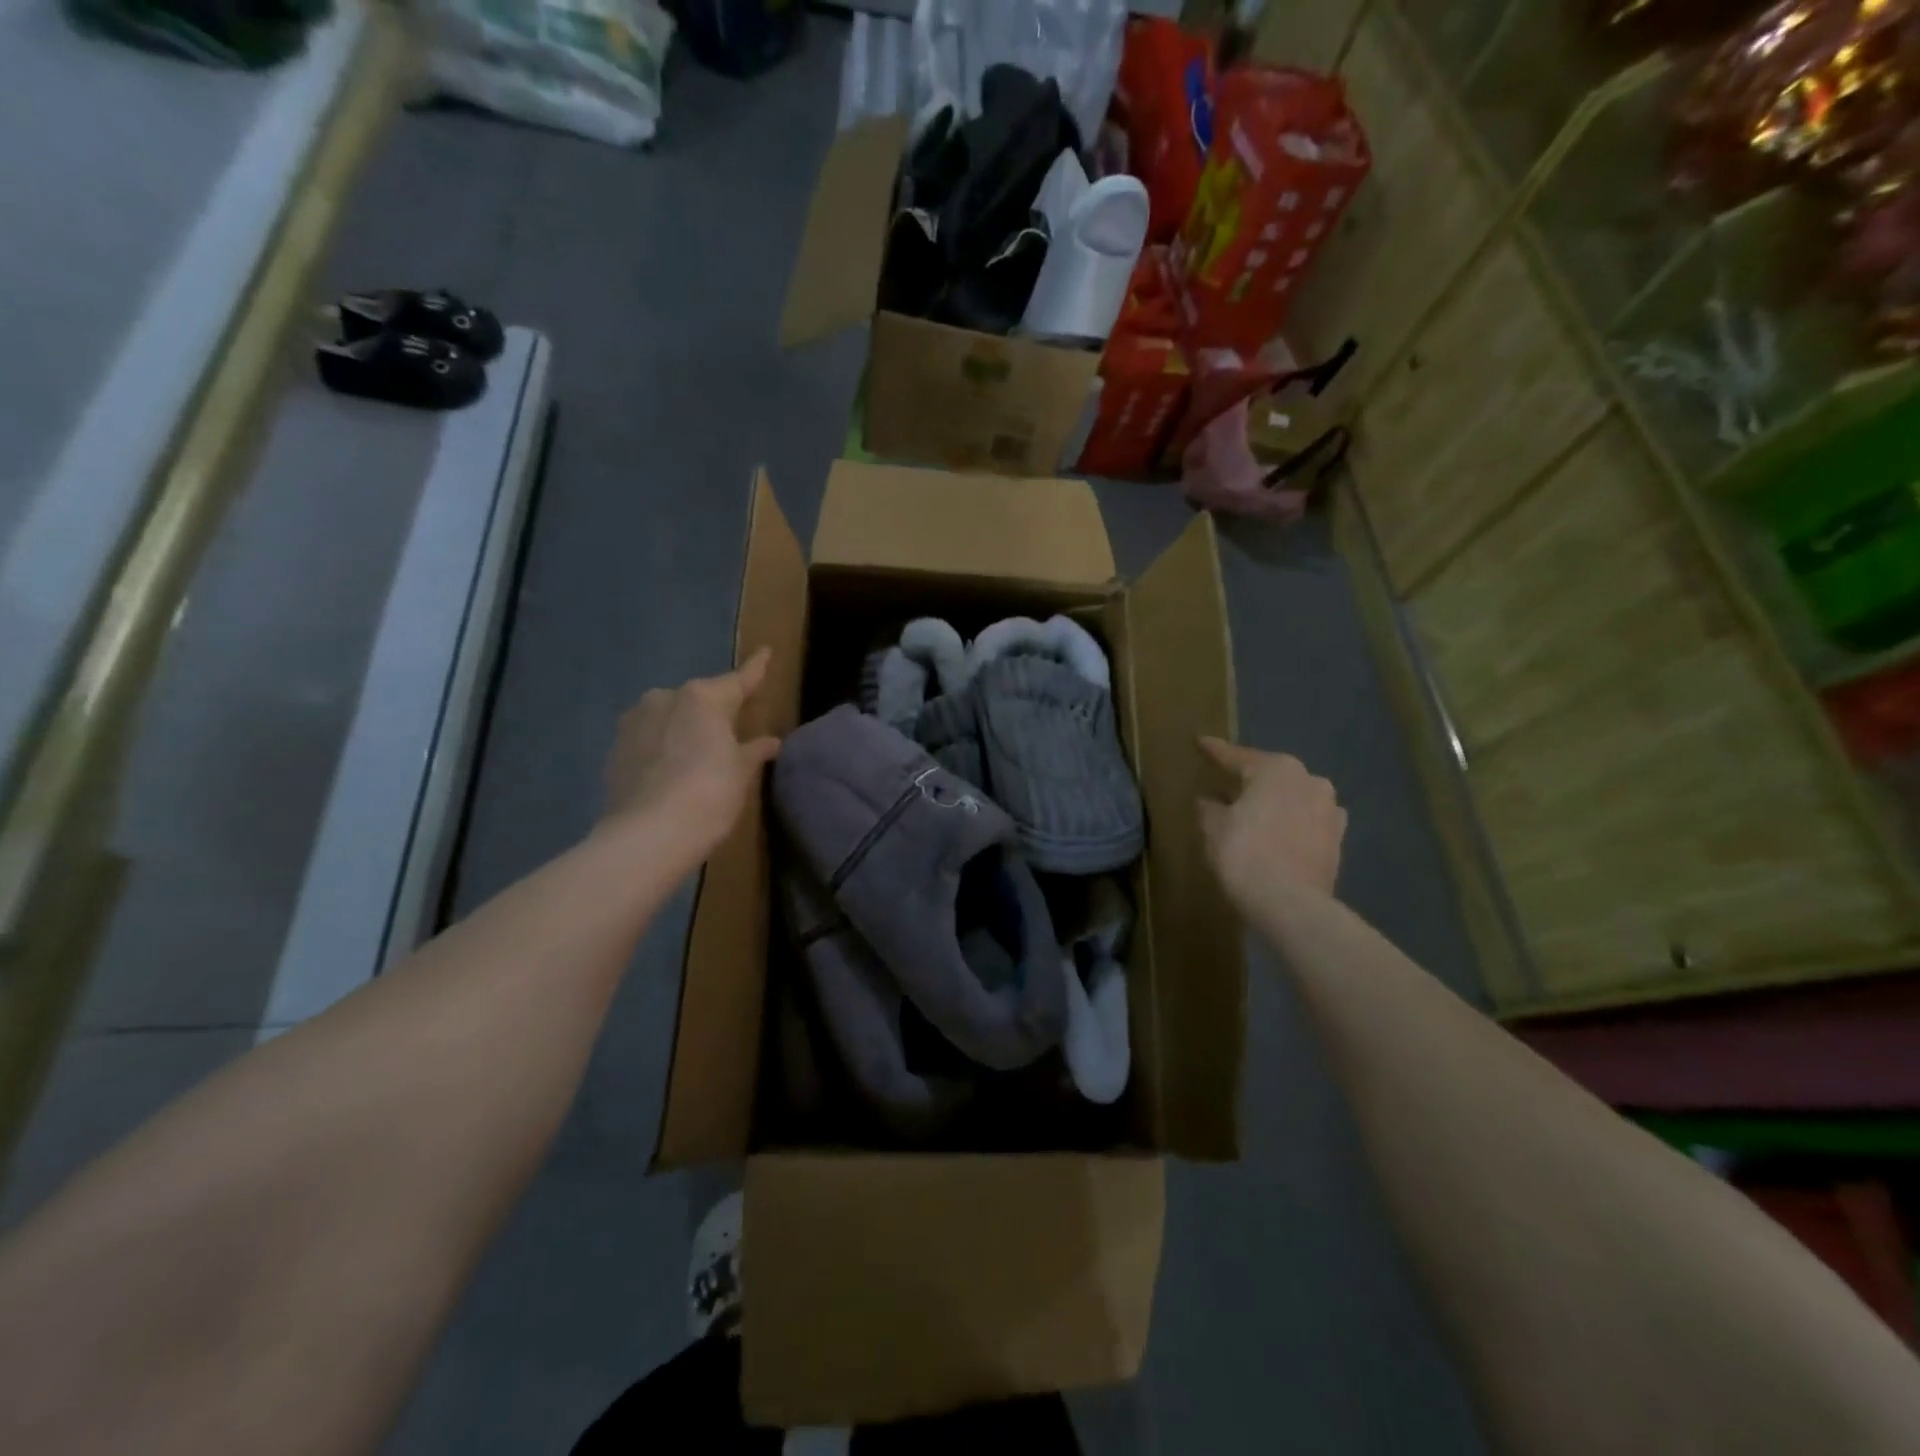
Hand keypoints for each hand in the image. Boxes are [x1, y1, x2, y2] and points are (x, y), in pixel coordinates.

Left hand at [602, 648, 781, 864]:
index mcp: (702, 698)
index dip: (755, 669)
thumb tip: (769, 742)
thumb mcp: (740, 774)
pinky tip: (672, 771)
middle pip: (699, 700)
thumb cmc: (709, 796)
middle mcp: (665, 698)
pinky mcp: (615, 750)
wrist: (647, 836)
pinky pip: (649, 740)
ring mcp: (634, 723)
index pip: (738, 680)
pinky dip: (663, 749)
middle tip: (732, 729)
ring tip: (697, 754)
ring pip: (669, 718)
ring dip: (684, 729)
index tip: (766, 652)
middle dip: (714, 711)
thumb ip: (753, 751)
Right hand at [1198, 737, 1345, 910]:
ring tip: (1255, 812)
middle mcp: (1309, 780)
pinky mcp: (1338, 839)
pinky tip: (1279, 834)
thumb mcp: (1214, 828)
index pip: (1237, 756)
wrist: (1291, 904)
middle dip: (1251, 778)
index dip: (1215, 751)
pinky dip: (1292, 823)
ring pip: (1293, 797)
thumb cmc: (1245, 855)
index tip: (1200, 742)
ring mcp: (1330, 809)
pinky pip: (1307, 821)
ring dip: (1275, 802)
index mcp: (1276, 769)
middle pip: (1271, 774)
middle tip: (1228, 781)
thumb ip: (1210, 808)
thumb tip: (1209, 800)